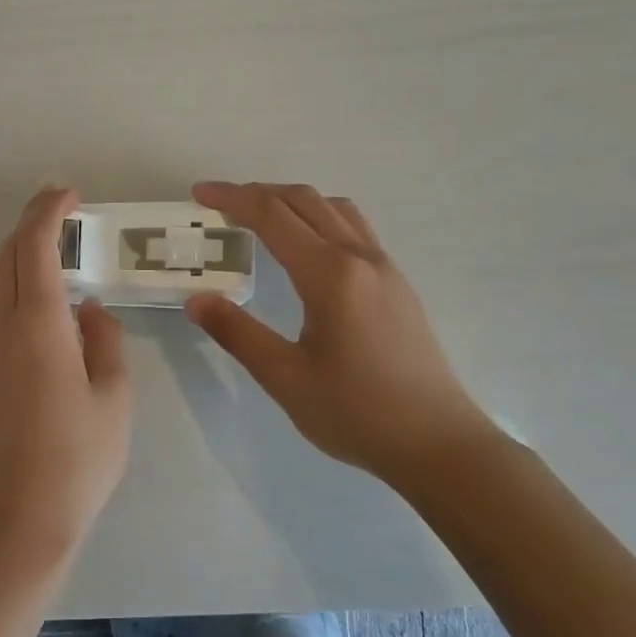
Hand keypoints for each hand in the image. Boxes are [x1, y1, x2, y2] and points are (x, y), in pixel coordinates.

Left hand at [0, 186, 133, 565]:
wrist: (20, 518)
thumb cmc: (79, 457)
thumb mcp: (115, 396)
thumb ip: (105, 340)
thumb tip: (87, 310)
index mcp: (38, 325)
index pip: (33, 247)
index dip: (48, 211)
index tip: (70, 195)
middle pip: (1, 254)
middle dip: (29, 225)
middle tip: (65, 220)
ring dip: (12, 253)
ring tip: (51, 257)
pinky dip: (4, 282)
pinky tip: (36, 303)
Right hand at [184, 181, 497, 479]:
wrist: (439, 444)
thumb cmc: (357, 414)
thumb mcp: (286, 378)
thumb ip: (238, 333)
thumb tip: (197, 300)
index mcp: (330, 275)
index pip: (273, 216)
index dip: (233, 198)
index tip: (200, 193)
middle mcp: (360, 257)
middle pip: (304, 200)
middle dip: (258, 193)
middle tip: (220, 203)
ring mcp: (384, 267)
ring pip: (334, 208)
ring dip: (292, 201)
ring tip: (260, 217)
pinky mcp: (397, 283)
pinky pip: (353, 227)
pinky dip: (319, 217)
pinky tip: (307, 248)